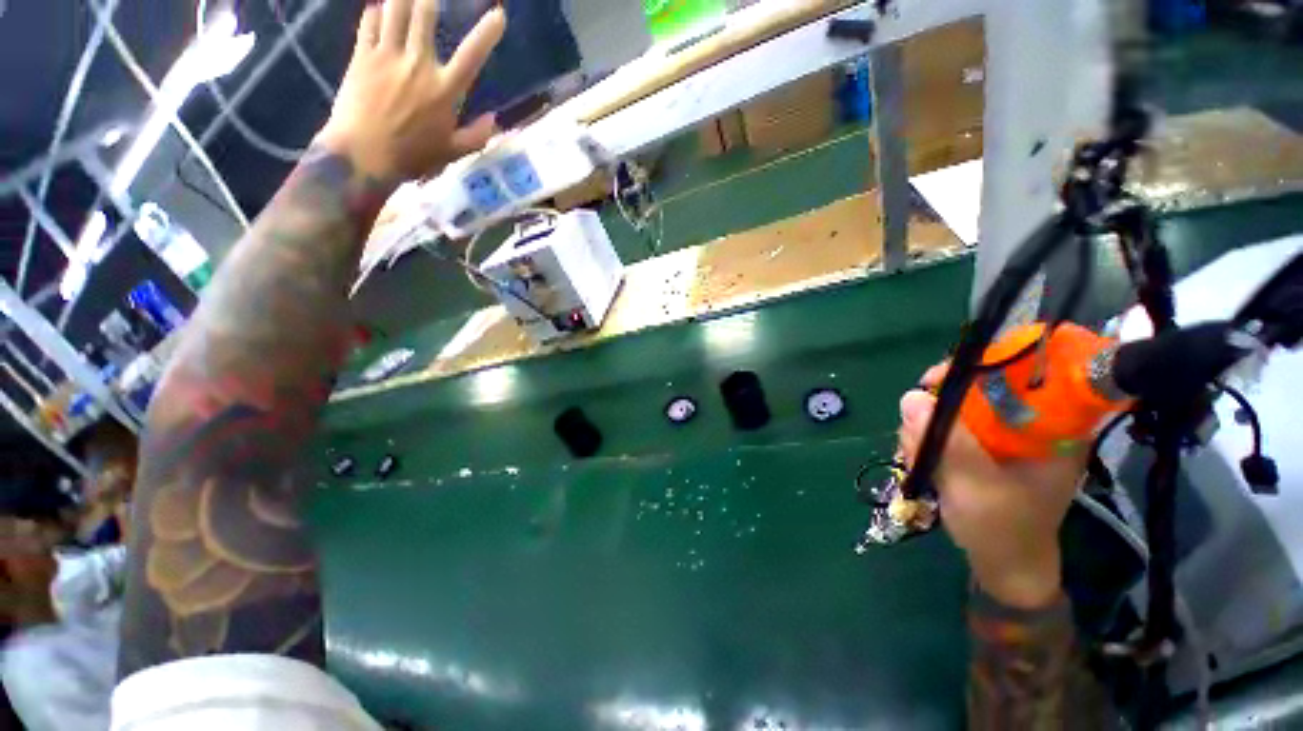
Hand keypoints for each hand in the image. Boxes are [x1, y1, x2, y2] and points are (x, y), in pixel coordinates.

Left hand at [316, 0, 506, 185]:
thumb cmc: (413, 157)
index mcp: (445, 90)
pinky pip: (369, 22)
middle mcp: (418, 64)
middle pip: (424, 14)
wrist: (363, 155)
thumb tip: (494, 120)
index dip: (487, 33)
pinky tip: (380, 11)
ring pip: (395, 9)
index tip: (498, 14)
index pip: (472, 55)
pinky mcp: (362, 56)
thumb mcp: (453, 153)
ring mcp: (387, 56)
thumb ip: (476, 136)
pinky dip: (376, 12)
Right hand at [898, 364, 1086, 608]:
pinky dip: (926, 440)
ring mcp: (1001, 435)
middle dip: (935, 410)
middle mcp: (1026, 424)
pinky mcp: (981, 445)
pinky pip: (945, 427)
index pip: (1017, 374)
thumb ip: (947, 441)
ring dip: (925, 430)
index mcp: (1049, 428)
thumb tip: (912, 397)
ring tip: (920, 461)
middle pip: (973, 390)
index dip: (973, 369)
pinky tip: (922, 462)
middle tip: (917, 439)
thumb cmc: (1002, 529)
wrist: (1003, 564)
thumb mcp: (975, 485)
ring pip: (952, 409)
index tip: (933, 383)